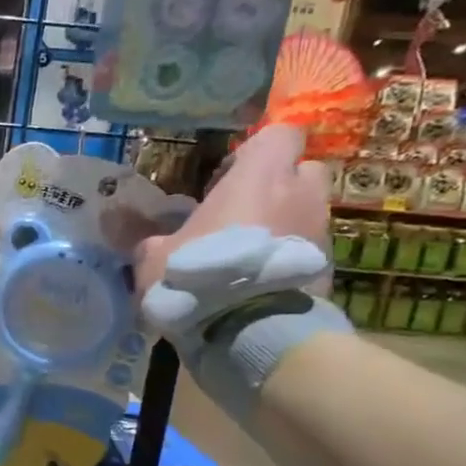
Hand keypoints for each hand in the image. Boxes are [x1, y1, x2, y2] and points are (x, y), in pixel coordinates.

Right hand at [130, 123, 331, 296]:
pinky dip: (288, 259)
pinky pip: (307, 250)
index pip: (279, 134)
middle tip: (242, 214)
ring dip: (283, 225)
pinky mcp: (328, 267)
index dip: (256, 152)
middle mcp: (299, 194)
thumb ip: (152, 241)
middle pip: (301, 171)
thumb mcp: (154, 259)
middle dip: (278, 186)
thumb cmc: (200, 277)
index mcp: (259, 177)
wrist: (252, 330)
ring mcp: (319, 231)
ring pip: (305, 212)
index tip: (227, 178)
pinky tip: (259, 284)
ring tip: (247, 256)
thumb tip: (137, 235)